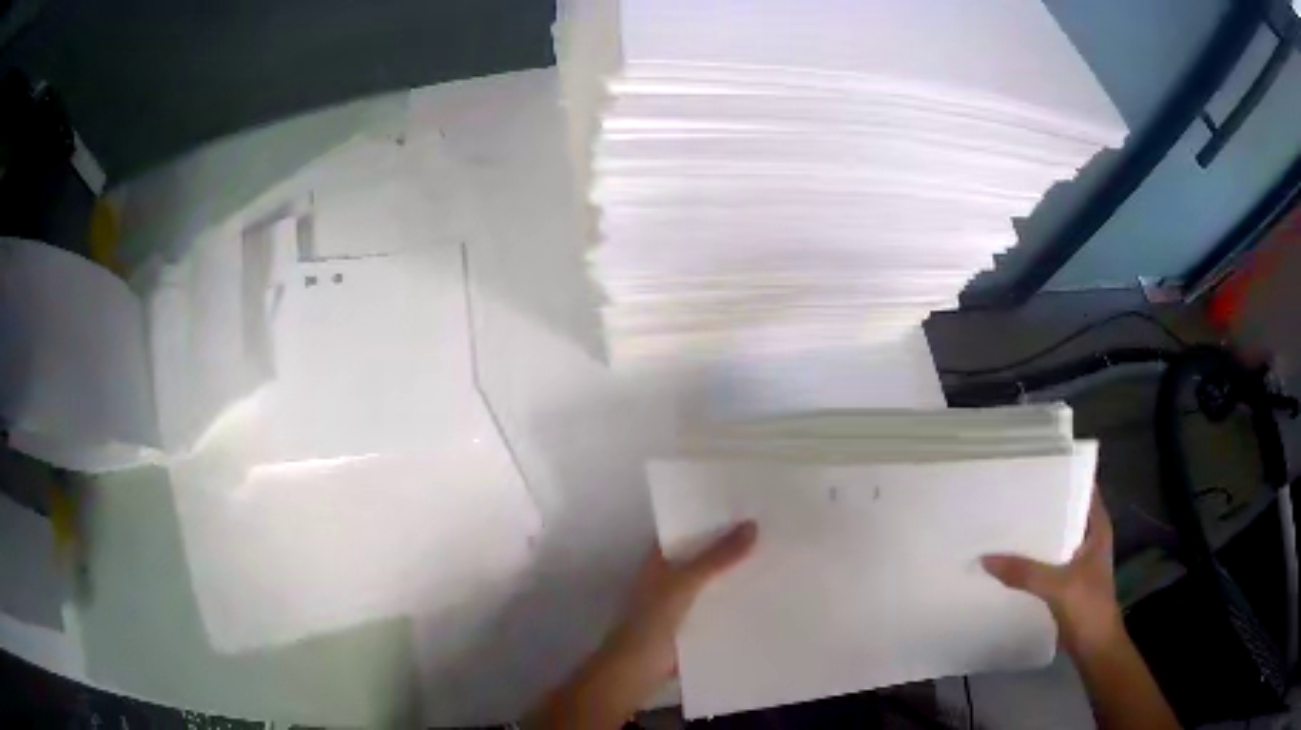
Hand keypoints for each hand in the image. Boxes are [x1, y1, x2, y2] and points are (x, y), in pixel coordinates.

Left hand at [527, 522, 757, 729]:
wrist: (638, 668)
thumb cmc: (652, 620)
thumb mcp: (685, 582)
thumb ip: (716, 557)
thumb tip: (752, 524)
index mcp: (659, 559)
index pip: (687, 529)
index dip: (711, 517)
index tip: (746, 504)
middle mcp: (670, 576)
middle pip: (704, 555)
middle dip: (731, 546)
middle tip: (772, 527)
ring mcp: (682, 602)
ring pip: (714, 581)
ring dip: (736, 573)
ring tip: (778, 554)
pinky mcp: (693, 624)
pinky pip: (719, 605)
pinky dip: (737, 599)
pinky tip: (766, 592)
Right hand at [982, 490, 1123, 656]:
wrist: (1095, 648)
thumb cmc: (1088, 607)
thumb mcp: (1058, 586)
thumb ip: (1025, 572)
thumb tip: (985, 558)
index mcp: (1097, 528)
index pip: (1083, 489)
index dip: (1064, 476)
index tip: (1035, 468)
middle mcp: (1088, 539)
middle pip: (1065, 513)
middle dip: (1042, 506)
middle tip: (1010, 496)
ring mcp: (1078, 561)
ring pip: (1055, 539)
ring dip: (1035, 536)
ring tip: (1005, 525)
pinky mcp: (1066, 582)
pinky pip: (1046, 562)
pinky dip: (1031, 560)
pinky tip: (1010, 561)